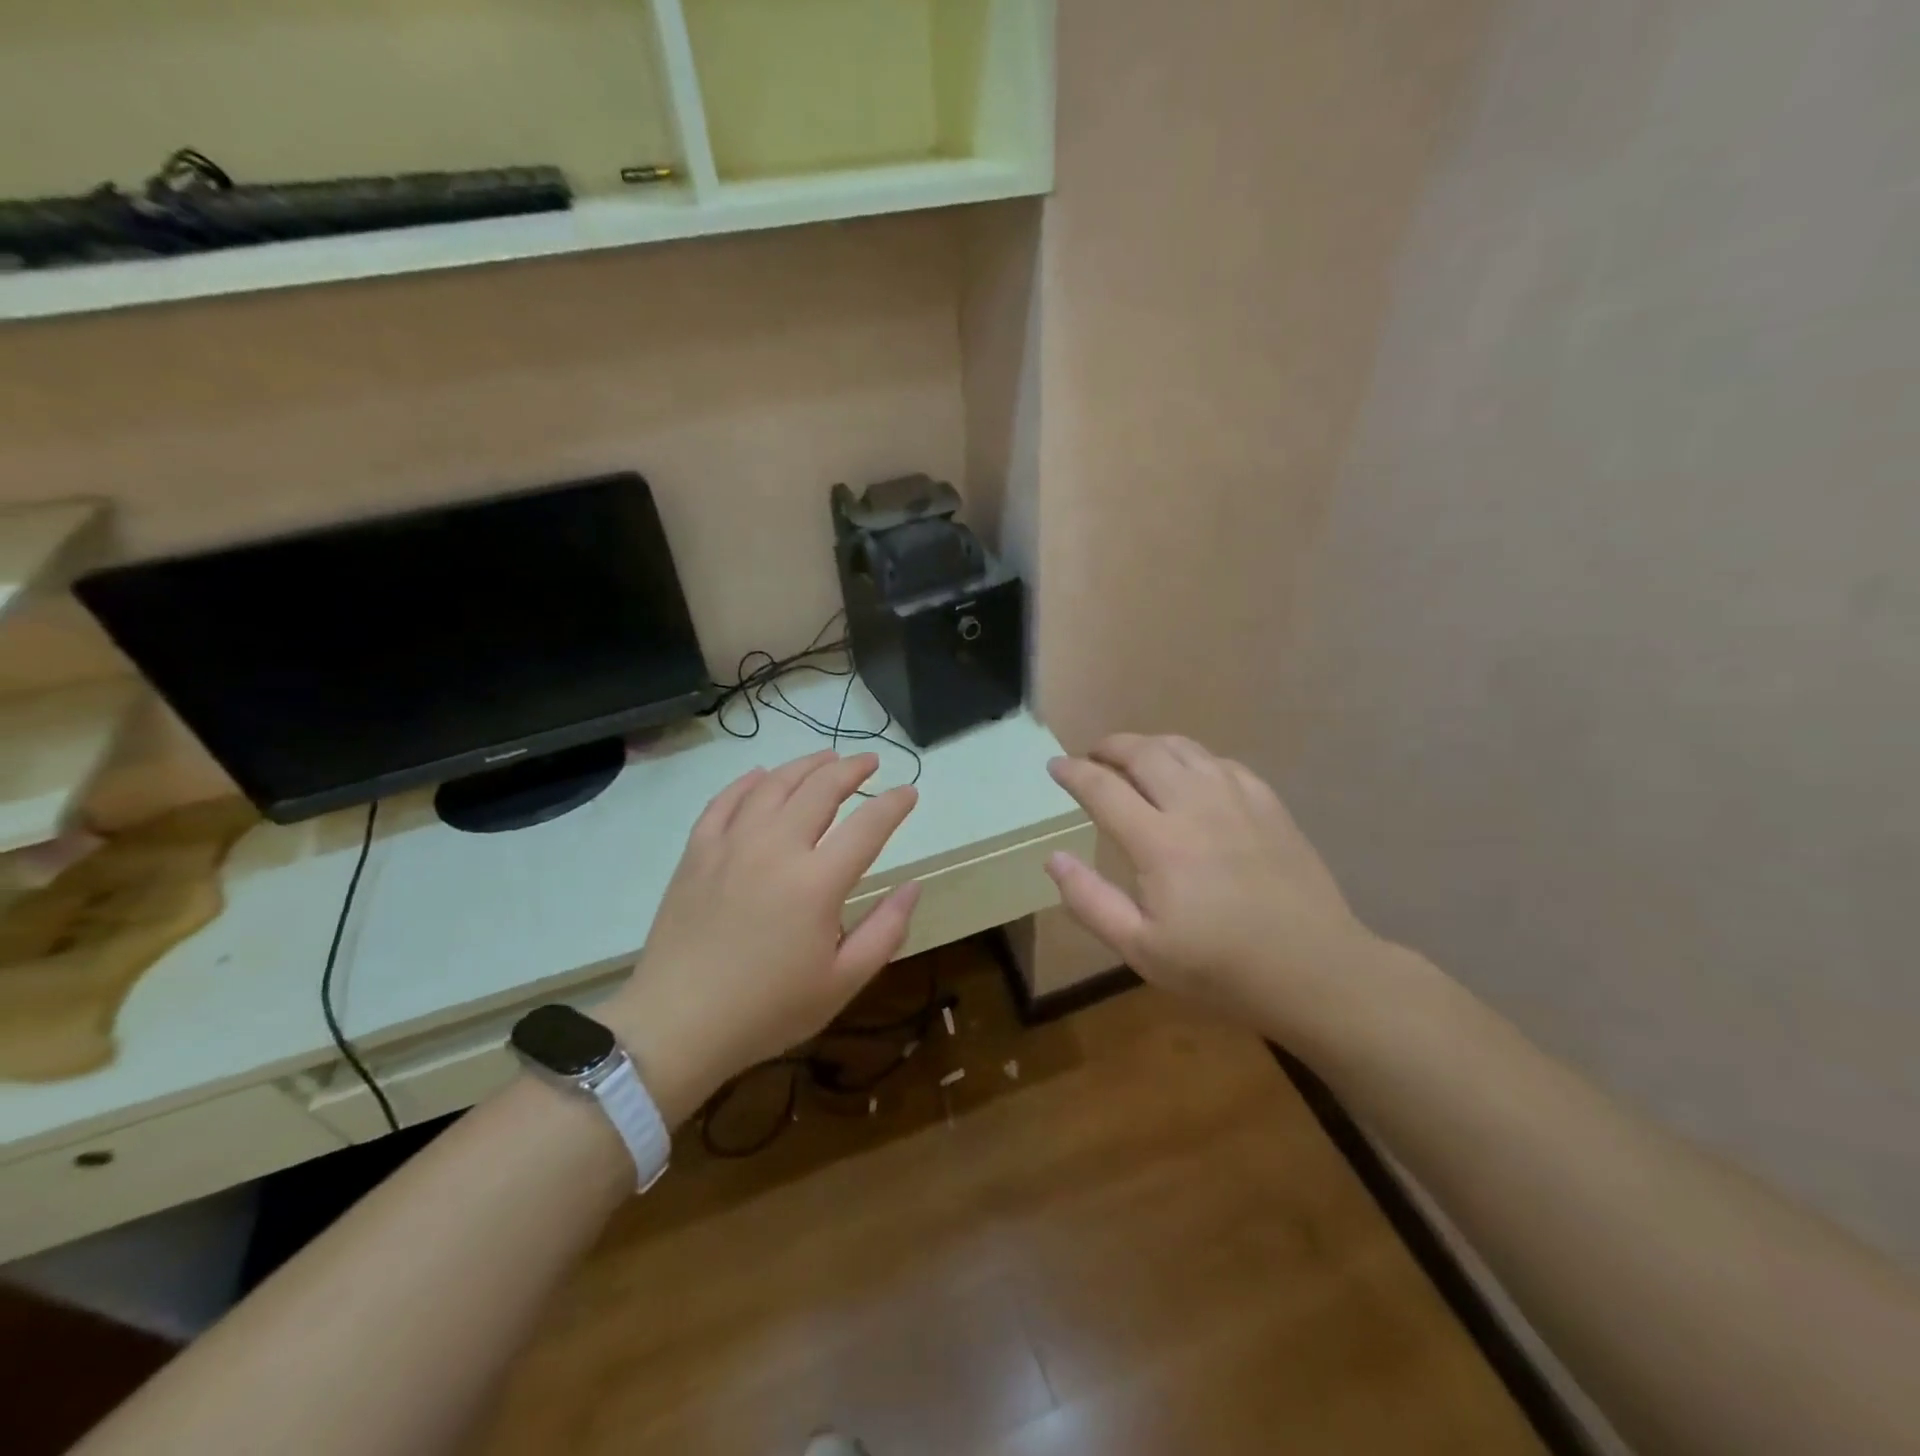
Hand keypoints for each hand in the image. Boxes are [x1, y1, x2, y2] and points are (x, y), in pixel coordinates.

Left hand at [602, 751, 919, 1122]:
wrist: (678, 1024)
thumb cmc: (767, 1010)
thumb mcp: (842, 982)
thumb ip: (886, 930)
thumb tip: (913, 887)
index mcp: (817, 882)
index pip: (868, 825)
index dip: (894, 804)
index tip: (910, 791)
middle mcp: (776, 848)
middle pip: (820, 789)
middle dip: (851, 769)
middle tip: (870, 761)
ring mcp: (731, 845)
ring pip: (774, 785)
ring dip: (805, 765)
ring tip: (826, 757)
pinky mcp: (697, 852)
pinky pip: (724, 801)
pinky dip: (747, 782)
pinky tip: (761, 775)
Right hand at [1045, 734, 1379, 1034]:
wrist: (1314, 970)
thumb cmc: (1220, 968)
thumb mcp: (1142, 950)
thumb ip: (1091, 901)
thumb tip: (1055, 858)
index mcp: (1160, 842)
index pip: (1103, 788)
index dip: (1073, 772)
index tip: (1054, 766)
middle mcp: (1196, 806)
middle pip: (1143, 753)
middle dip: (1109, 747)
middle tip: (1092, 756)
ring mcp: (1237, 799)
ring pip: (1184, 748)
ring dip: (1149, 745)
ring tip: (1134, 758)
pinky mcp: (1268, 804)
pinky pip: (1221, 762)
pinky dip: (1192, 758)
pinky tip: (1190, 776)